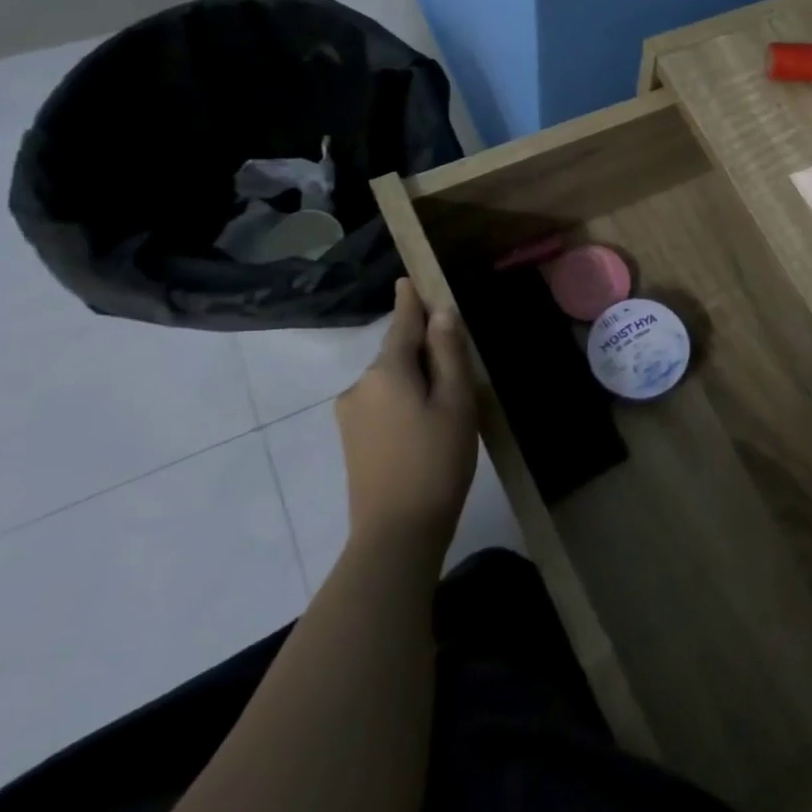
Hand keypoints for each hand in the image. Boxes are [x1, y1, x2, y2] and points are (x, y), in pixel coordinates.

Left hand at [334, 279, 478, 546]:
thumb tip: (441, 312)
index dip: (410, 301)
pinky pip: (383, 403)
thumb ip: (447, 354)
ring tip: (448, 403)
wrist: (397, 532)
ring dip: (416, 379)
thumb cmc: (437, 460)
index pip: (402, 323)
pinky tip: (427, 424)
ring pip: (391, 380)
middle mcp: (360, 386)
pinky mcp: (352, 440)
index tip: (408, 279)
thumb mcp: (455, 402)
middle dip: (423, 349)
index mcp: (386, 371)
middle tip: (459, 364)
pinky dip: (405, 400)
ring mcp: (351, 415)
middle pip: (397, 353)